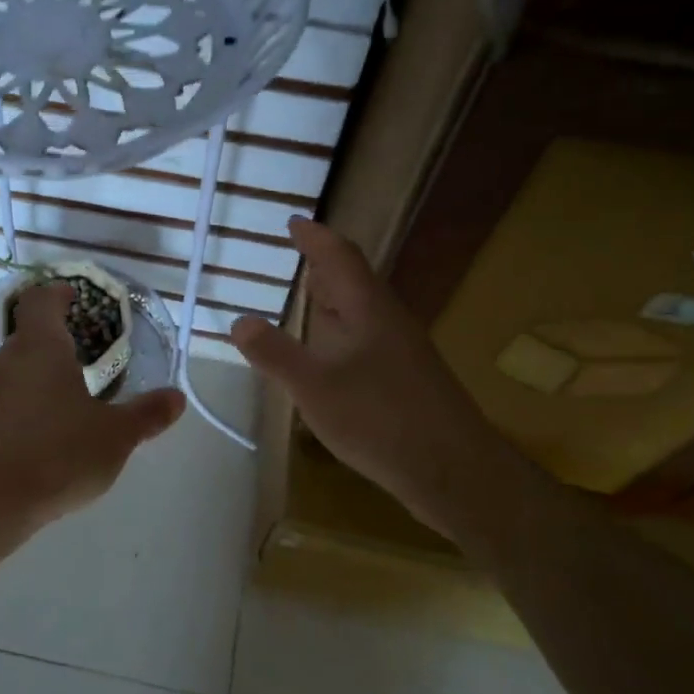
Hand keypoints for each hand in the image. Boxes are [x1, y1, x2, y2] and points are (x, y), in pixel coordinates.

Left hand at [0, 283, 184, 530]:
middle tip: (83, 359)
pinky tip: (40, 439)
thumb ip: (146, 414)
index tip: (73, 297)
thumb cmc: (56, 453)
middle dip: (54, 344)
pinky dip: (21, 410)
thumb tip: (176, 398)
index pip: (41, 301)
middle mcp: (6, 361)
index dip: (57, 294)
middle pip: (27, 337)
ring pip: (13, 373)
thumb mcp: (115, 436)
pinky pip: (1, 406)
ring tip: (66, 402)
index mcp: (40, 347)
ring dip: (37, 379)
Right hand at [231, 219, 468, 513]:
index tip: (293, 222)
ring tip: (310, 299)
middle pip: (356, 282)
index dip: (315, 238)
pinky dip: (343, 333)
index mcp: (368, 310)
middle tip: (299, 255)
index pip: (340, 257)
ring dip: (335, 301)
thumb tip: (239, 320)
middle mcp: (389, 322)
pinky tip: (332, 357)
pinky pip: (369, 340)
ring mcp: (403, 352)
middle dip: (326, 266)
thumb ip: (276, 354)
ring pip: (364, 313)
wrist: (454, 471)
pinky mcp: (408, 381)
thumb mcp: (315, 388)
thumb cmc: (381, 420)